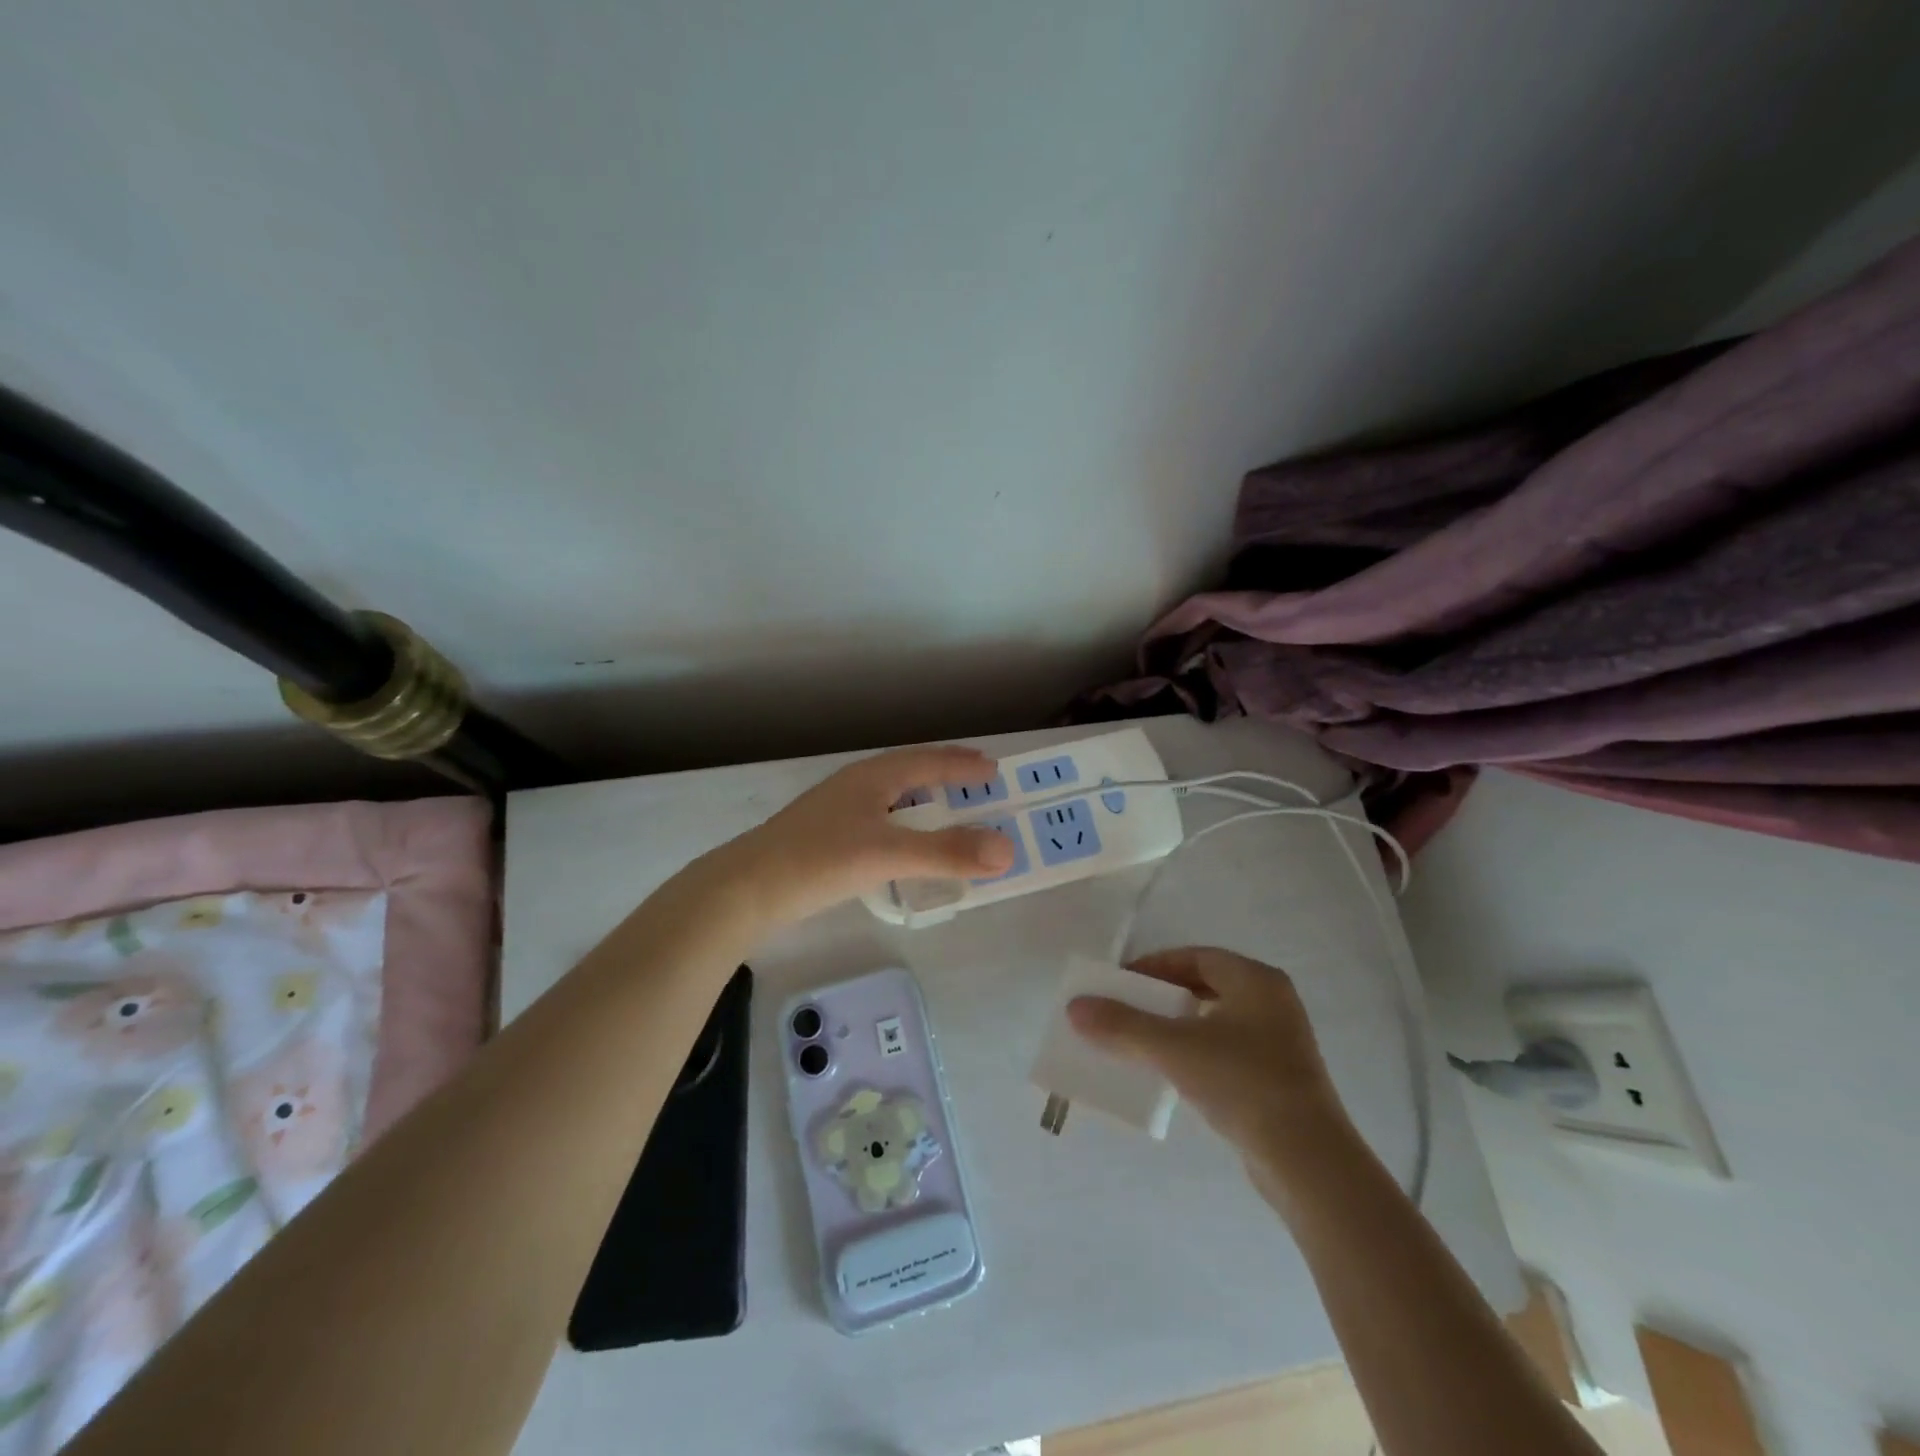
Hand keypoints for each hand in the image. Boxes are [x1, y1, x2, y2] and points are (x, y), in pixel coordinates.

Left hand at [713, 746, 1016, 926]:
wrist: (745, 890)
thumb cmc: (819, 861)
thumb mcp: (888, 853)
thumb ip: (947, 852)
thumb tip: (1008, 848)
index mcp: (872, 777)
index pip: (928, 761)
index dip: (962, 764)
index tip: (993, 768)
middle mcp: (855, 785)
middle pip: (909, 771)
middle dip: (944, 774)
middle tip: (976, 781)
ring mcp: (836, 810)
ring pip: (891, 795)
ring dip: (922, 799)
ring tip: (946, 809)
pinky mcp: (825, 836)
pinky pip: (878, 819)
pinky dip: (903, 824)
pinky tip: (901, 844)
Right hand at [1067, 947, 1357, 1210]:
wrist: (1308, 1163)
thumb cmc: (1243, 1084)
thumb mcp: (1175, 1049)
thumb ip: (1123, 1026)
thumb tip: (1074, 1008)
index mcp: (1255, 980)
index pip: (1195, 957)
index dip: (1154, 965)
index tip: (1120, 981)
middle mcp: (1272, 1003)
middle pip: (1205, 985)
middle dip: (1162, 995)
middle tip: (1126, 1008)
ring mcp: (1280, 1043)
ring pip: (1215, 1020)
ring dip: (1177, 1026)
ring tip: (1141, 1040)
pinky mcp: (1279, 1079)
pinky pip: (1226, 1050)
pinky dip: (1196, 1052)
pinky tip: (1173, 1073)